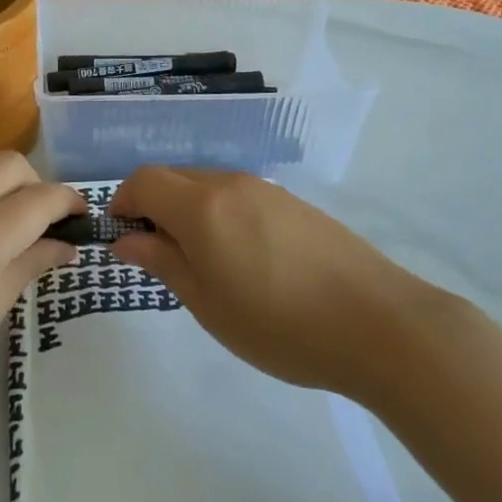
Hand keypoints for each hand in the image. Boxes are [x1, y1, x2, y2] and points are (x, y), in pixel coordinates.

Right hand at [109, 167, 436, 397]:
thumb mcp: (207, 303)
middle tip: (159, 256)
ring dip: (187, 210)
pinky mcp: (293, 202)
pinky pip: (238, 195)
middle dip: (153, 206)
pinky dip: (220, 214)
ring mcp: (266, 188)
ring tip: (203, 263)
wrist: (378, 324)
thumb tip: (124, 238)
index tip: (123, 239)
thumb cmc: (279, 324)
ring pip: (207, 185)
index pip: (143, 180)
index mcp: (201, 206)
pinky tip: (244, 259)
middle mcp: (230, 183)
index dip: (122, 203)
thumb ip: (161, 262)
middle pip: (173, 177)